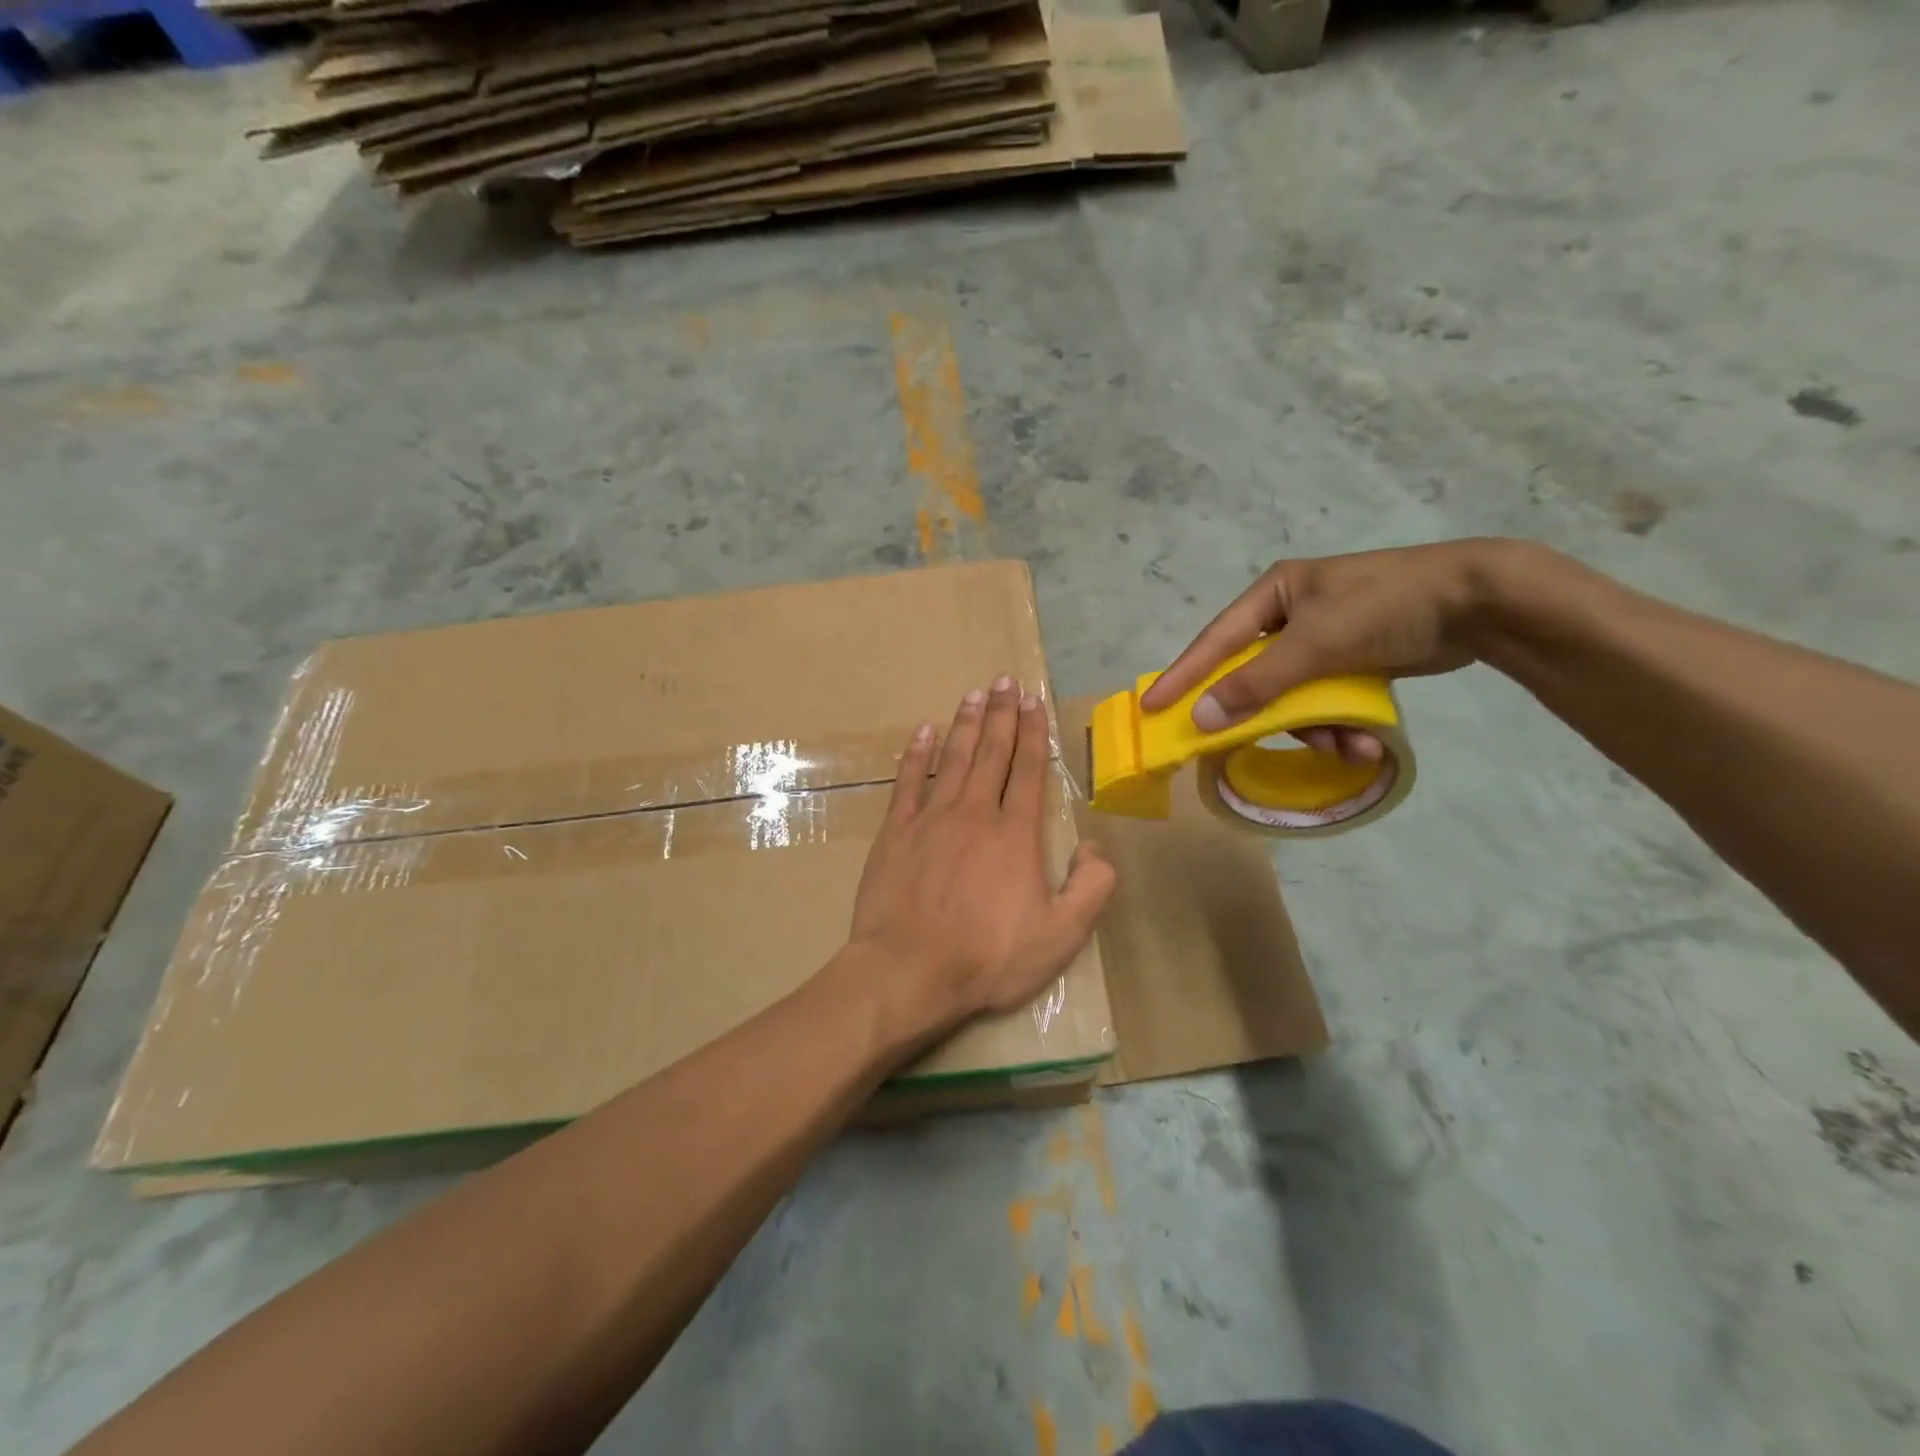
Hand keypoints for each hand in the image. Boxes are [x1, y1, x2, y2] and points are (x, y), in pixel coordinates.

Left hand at [848, 676, 1117, 1028]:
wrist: (909, 970)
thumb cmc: (988, 957)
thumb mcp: (1061, 935)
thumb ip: (1091, 887)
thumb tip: (1095, 846)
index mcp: (1016, 833)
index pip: (1029, 770)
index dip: (1033, 733)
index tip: (1032, 701)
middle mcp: (975, 813)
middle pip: (991, 753)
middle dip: (1001, 714)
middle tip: (1004, 680)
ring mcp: (931, 819)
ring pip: (952, 759)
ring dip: (965, 724)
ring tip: (974, 694)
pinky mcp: (895, 832)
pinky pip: (907, 782)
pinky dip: (916, 754)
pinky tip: (923, 732)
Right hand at [1140, 540, 1515, 760]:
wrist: (1479, 603)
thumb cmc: (1386, 607)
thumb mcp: (1316, 644)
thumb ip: (1256, 684)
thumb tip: (1200, 718)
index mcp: (1274, 594)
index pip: (1215, 641)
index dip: (1183, 676)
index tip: (1152, 707)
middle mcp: (1291, 615)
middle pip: (1254, 675)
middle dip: (1266, 714)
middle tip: (1242, 745)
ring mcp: (1322, 639)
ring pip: (1292, 696)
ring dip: (1314, 728)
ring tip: (1345, 748)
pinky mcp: (1351, 661)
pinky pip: (1325, 700)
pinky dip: (1338, 724)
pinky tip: (1363, 743)